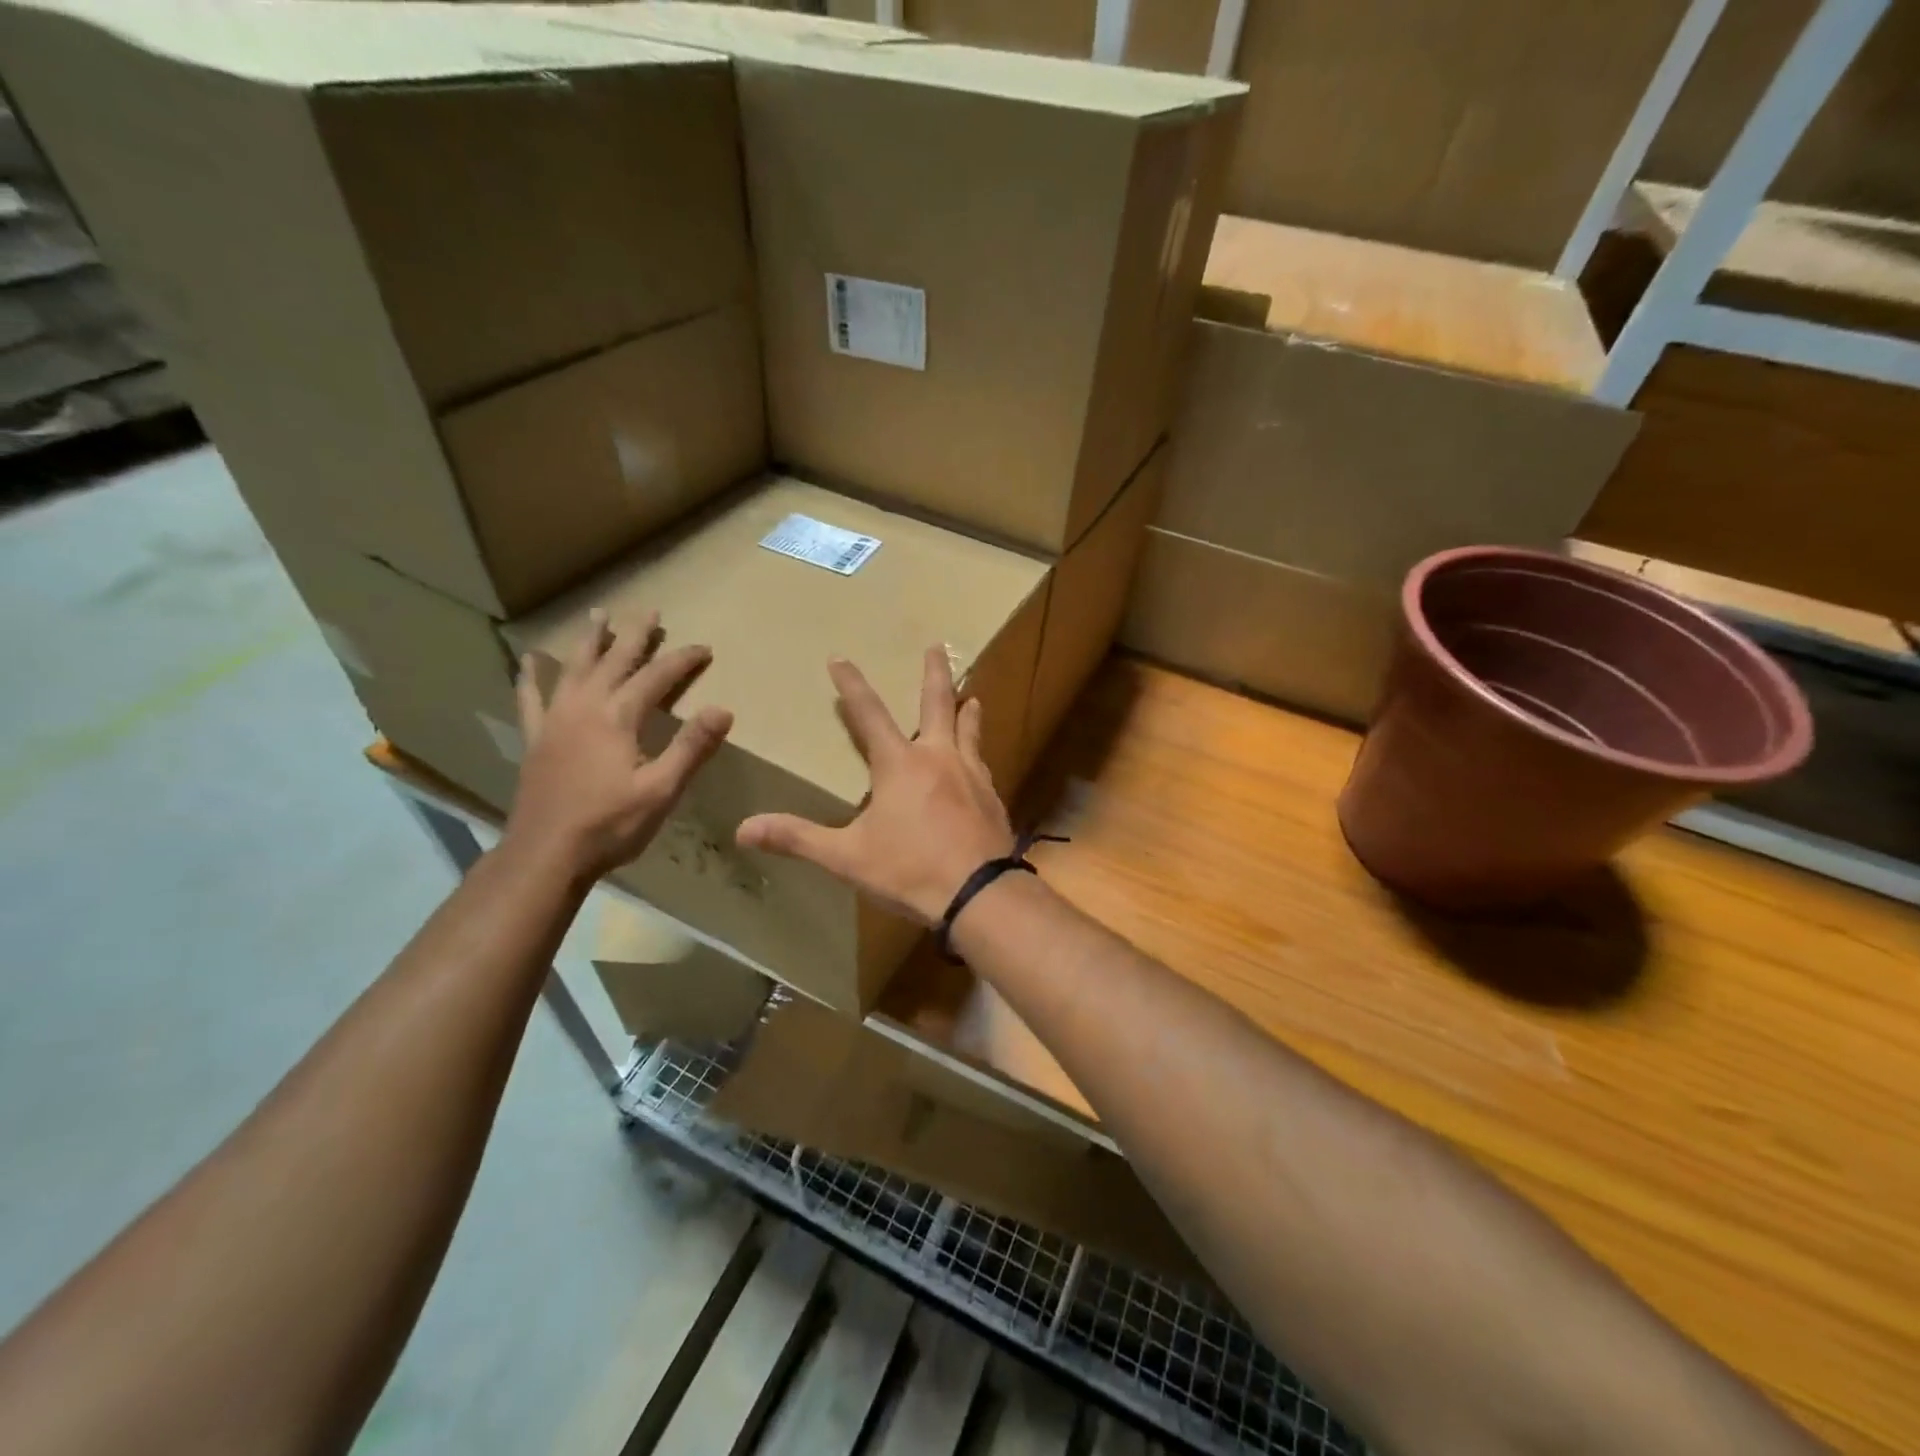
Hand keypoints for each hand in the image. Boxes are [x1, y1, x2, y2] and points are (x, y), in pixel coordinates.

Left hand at [503, 608, 732, 880]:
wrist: (546, 854)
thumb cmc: (610, 825)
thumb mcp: (662, 790)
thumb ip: (691, 748)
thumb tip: (723, 710)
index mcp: (618, 718)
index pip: (657, 677)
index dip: (683, 660)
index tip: (704, 648)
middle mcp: (585, 708)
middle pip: (614, 661)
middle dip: (635, 635)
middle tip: (650, 611)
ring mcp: (555, 721)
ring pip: (575, 668)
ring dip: (590, 641)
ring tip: (599, 615)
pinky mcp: (536, 739)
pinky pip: (531, 698)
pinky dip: (531, 676)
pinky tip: (530, 660)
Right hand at [736, 647, 1013, 925]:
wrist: (980, 893)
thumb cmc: (910, 870)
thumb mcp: (847, 857)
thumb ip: (798, 839)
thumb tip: (743, 829)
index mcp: (900, 764)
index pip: (869, 714)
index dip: (852, 685)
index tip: (840, 658)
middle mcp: (939, 758)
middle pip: (937, 704)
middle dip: (934, 673)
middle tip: (938, 645)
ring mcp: (972, 775)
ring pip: (970, 731)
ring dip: (967, 711)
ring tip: (972, 697)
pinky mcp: (993, 797)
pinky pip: (984, 764)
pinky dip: (979, 753)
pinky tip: (981, 762)